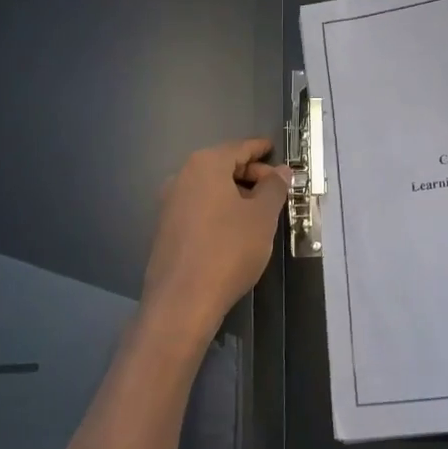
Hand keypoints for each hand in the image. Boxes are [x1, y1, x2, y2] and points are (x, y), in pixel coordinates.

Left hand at [140, 139, 289, 355]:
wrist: (182, 301)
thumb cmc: (228, 249)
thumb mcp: (262, 217)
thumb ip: (274, 188)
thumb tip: (281, 171)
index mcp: (205, 165)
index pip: (239, 148)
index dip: (261, 149)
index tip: (276, 150)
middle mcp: (182, 177)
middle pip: (223, 165)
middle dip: (250, 174)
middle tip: (276, 189)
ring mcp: (170, 203)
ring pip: (210, 188)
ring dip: (235, 194)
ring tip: (260, 212)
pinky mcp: (166, 229)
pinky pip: (199, 207)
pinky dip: (219, 209)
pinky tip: (235, 230)